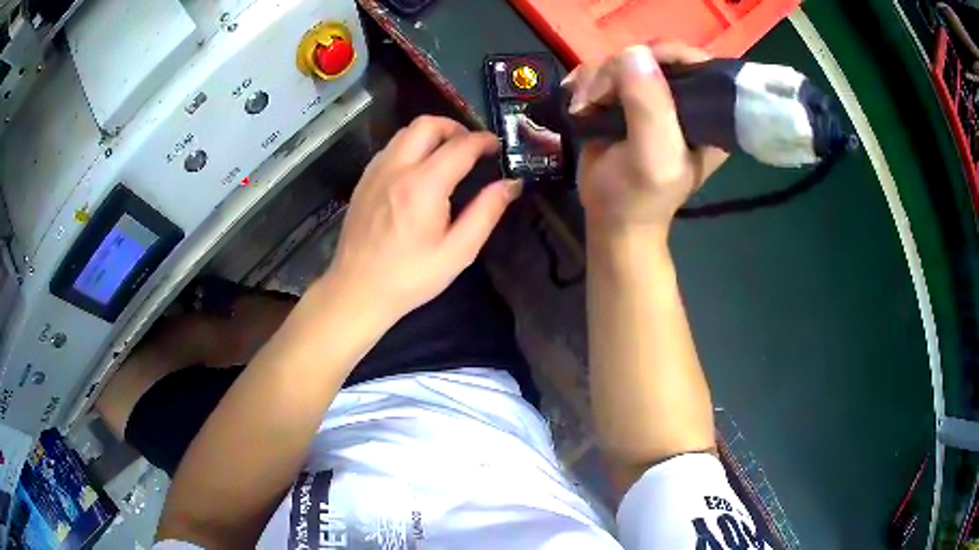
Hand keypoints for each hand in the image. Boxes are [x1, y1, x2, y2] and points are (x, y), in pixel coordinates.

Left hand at [325, 116, 520, 320]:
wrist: (358, 290)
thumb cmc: (411, 277)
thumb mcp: (458, 252)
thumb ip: (486, 212)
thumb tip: (511, 184)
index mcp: (424, 185)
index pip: (460, 145)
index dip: (484, 140)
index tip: (497, 146)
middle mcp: (397, 168)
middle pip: (427, 124)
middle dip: (455, 127)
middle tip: (471, 146)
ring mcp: (375, 172)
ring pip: (406, 132)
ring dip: (431, 134)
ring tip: (447, 155)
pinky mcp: (364, 180)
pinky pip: (391, 148)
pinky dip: (411, 147)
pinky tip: (419, 170)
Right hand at [565, 43, 727, 232]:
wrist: (612, 218)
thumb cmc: (639, 196)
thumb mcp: (652, 156)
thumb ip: (649, 106)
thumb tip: (633, 52)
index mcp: (709, 114)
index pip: (696, 62)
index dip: (665, 54)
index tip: (631, 65)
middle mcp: (685, 99)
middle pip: (652, 56)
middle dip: (617, 71)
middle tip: (595, 99)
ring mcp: (653, 96)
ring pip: (623, 61)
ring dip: (595, 80)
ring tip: (583, 107)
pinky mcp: (627, 98)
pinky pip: (605, 71)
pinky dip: (585, 82)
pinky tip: (578, 103)